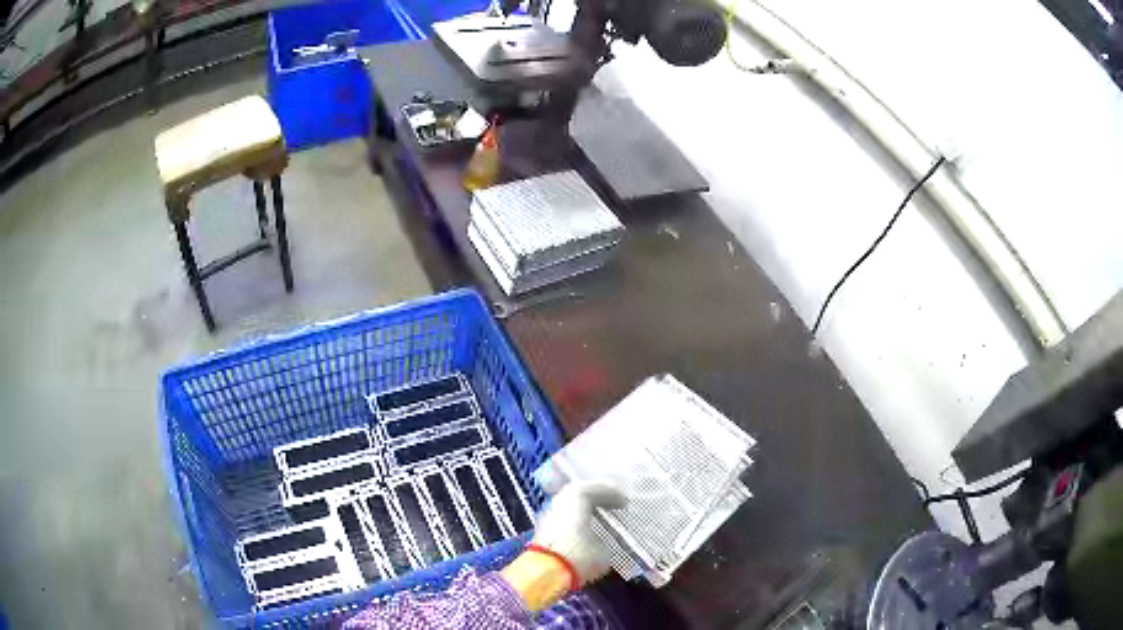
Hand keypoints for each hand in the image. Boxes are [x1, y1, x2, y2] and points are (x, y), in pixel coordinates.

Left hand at [501, 479, 626, 611]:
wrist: (544, 574)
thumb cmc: (579, 556)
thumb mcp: (605, 551)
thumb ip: (608, 541)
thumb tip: (607, 542)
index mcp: (577, 498)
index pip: (595, 489)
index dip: (611, 494)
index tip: (623, 502)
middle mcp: (560, 501)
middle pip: (578, 494)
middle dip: (595, 498)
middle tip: (611, 504)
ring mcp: (548, 515)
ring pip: (568, 506)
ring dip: (583, 510)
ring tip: (599, 519)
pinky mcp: (541, 531)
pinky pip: (562, 519)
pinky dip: (574, 520)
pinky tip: (584, 531)